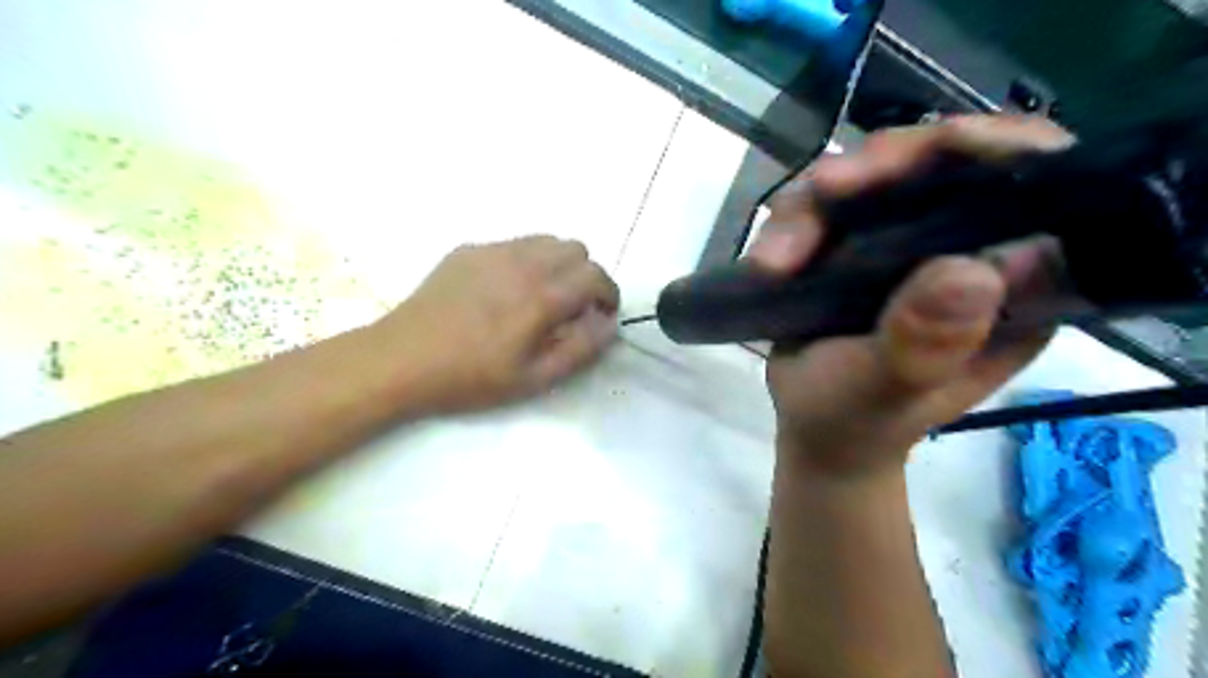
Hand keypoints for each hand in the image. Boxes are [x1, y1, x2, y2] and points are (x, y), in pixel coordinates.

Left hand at [375, 235, 622, 416]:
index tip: (602, 315)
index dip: (608, 294)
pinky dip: (526, 261)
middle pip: (576, 249)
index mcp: (542, 296)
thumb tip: (609, 323)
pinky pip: (514, 244)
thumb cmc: (471, 377)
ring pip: (546, 241)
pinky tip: (504, 292)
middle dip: (585, 276)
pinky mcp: (469, 250)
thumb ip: (581, 348)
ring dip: (558, 265)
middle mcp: (523, 262)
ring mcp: (493, 251)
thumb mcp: (535, 379)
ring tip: (541, 297)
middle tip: (572, 307)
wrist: (402, 360)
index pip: (596, 275)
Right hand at [751, 117, 1075, 477]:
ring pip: (874, 176)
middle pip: (944, 163)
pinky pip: (827, 203)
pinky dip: (792, 222)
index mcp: (1013, 287)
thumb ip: (926, 342)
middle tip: (827, 189)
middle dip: (883, 166)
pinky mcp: (857, 243)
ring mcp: (907, 242)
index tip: (941, 144)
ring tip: (777, 258)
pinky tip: (769, 262)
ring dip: (817, 203)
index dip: (1002, 148)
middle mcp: (968, 249)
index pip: (1040, 189)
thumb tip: (973, 270)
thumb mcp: (888, 389)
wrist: (811, 426)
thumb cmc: (856, 419)